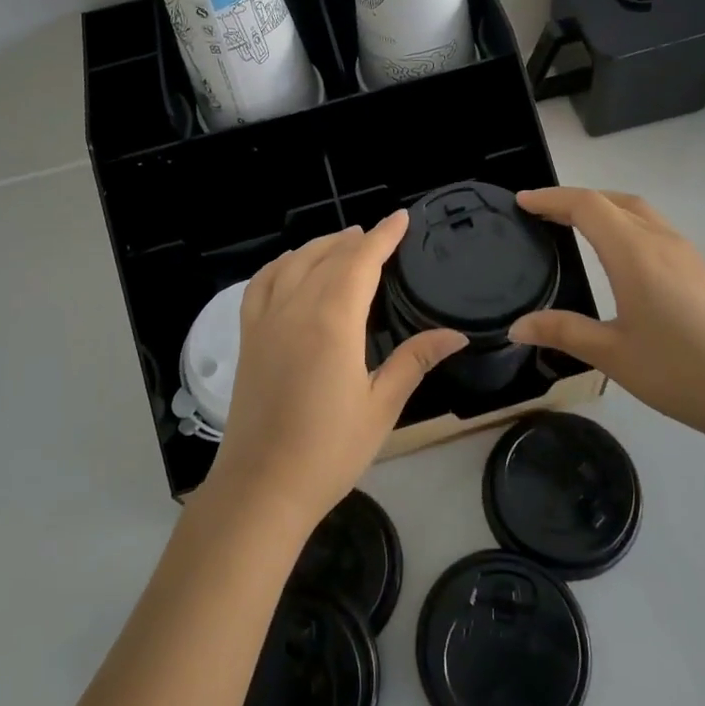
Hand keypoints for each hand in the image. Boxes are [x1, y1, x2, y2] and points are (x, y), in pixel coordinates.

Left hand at [205, 212, 466, 529]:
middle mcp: (296, 308)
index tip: (402, 218)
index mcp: (332, 321)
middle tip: (378, 233)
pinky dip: (280, 265)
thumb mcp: (381, 406)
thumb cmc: (329, 450)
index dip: (384, 236)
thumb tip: (456, 334)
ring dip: (320, 246)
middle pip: (328, 257)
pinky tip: (291, 266)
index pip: (361, 261)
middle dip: (355, 239)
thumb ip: (415, 361)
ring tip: (343, 242)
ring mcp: (266, 321)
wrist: (262, 487)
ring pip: (293, 263)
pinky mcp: (248, 337)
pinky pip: (261, 284)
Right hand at [509, 187, 704, 444]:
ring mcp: (684, 252)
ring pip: (637, 210)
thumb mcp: (612, 355)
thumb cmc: (679, 371)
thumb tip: (517, 326)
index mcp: (634, 253)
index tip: (521, 201)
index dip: (551, 198)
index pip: (586, 206)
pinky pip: (652, 226)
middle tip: (541, 212)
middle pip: (613, 199)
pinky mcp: (697, 268)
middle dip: (574, 198)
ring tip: (573, 224)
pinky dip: (623, 222)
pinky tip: (616, 252)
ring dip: (602, 207)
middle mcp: (660, 240)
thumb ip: (563, 332)